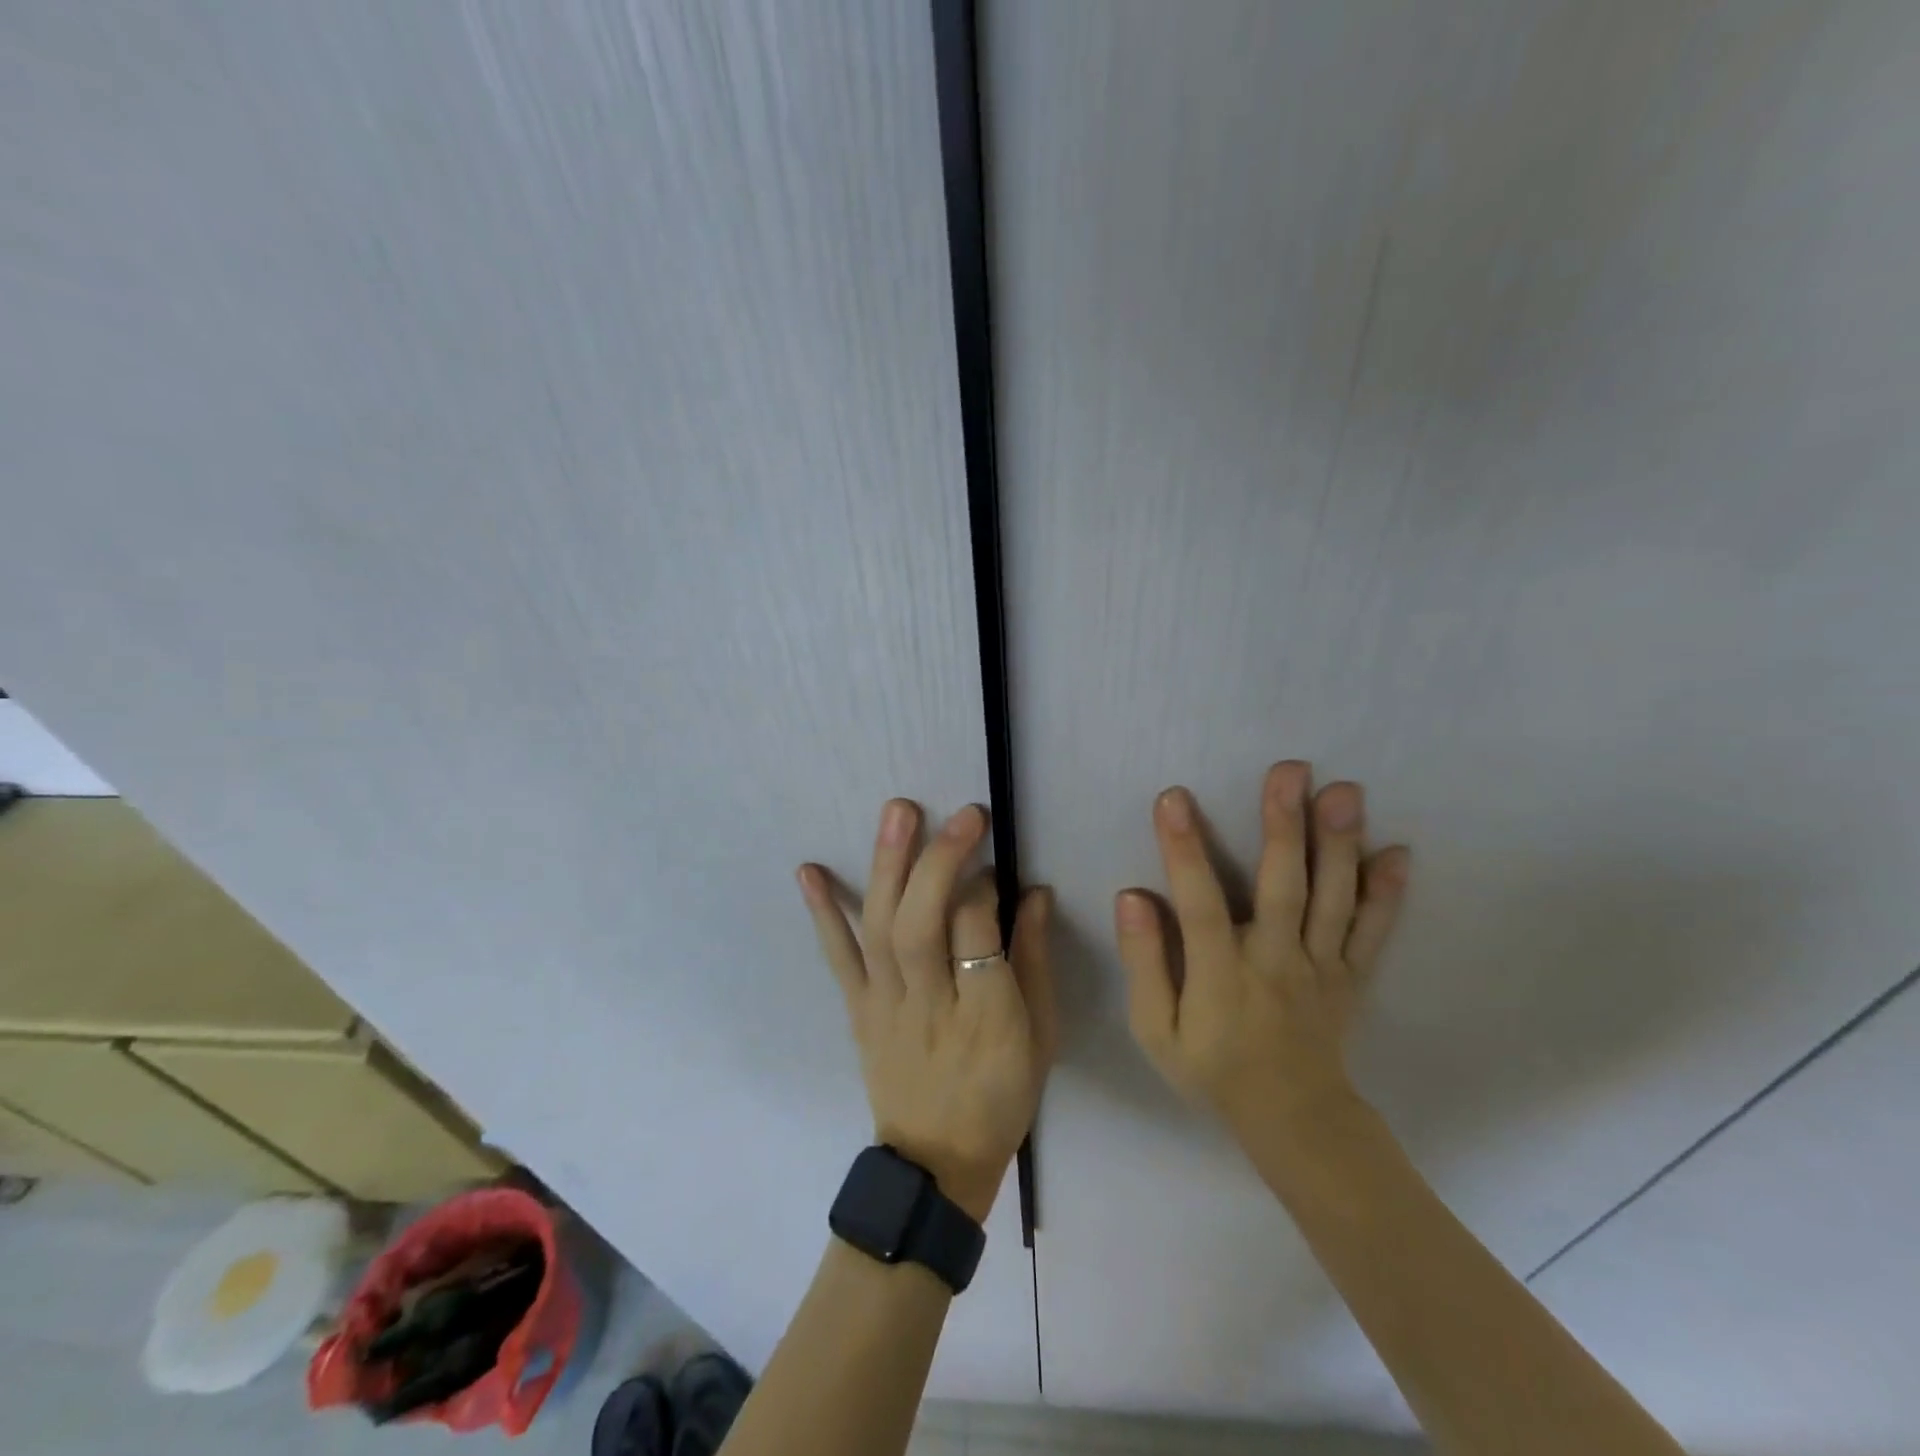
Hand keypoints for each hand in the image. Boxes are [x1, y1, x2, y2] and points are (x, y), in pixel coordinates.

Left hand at [798, 800, 1055, 1222]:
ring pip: (881, 929)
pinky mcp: (858, 1009)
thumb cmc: (1002, 1095)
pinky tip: (809, 872)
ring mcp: (885, 1005)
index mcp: (986, 1015)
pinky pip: (838, 958)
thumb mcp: (1041, 1036)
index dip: (984, 887)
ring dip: (887, 866)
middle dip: (939, 861)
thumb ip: (1034, 961)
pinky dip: (823, 913)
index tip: (993, 860)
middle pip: (922, 924)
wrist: (936, 1161)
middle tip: (961, 813)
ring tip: (897, 811)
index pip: (977, 932)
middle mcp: (929, 1003)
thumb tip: (1034, 892)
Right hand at [1116, 761, 1409, 1139]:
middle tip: (1291, 770)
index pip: (1199, 904)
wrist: (1293, 1118)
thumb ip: (1144, 963)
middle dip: (1284, 826)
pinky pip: (1374, 933)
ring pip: (1333, 900)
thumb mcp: (1155, 1031)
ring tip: (1346, 792)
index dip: (1184, 850)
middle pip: (1283, 888)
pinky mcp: (1352, 975)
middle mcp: (1276, 961)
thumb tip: (1132, 897)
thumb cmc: (1212, 1068)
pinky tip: (1399, 853)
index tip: (1173, 799)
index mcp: (1221, 974)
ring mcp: (1321, 967)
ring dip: (1339, 844)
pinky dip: (1389, 896)